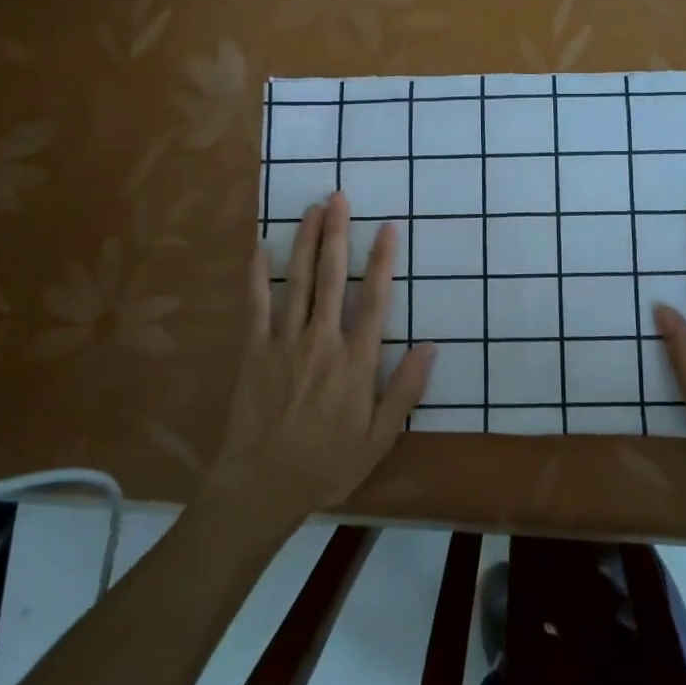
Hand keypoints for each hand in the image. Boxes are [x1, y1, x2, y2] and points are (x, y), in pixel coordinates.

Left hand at [206, 193, 434, 515]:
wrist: (262, 486)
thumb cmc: (327, 464)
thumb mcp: (379, 438)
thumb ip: (405, 390)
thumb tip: (431, 346)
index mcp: (355, 361)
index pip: (375, 299)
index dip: (383, 261)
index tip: (388, 228)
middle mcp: (322, 341)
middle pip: (332, 277)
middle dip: (337, 233)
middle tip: (339, 197)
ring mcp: (284, 342)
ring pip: (297, 281)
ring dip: (305, 241)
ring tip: (312, 208)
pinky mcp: (254, 350)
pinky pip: (256, 304)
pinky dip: (258, 273)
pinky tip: (262, 246)